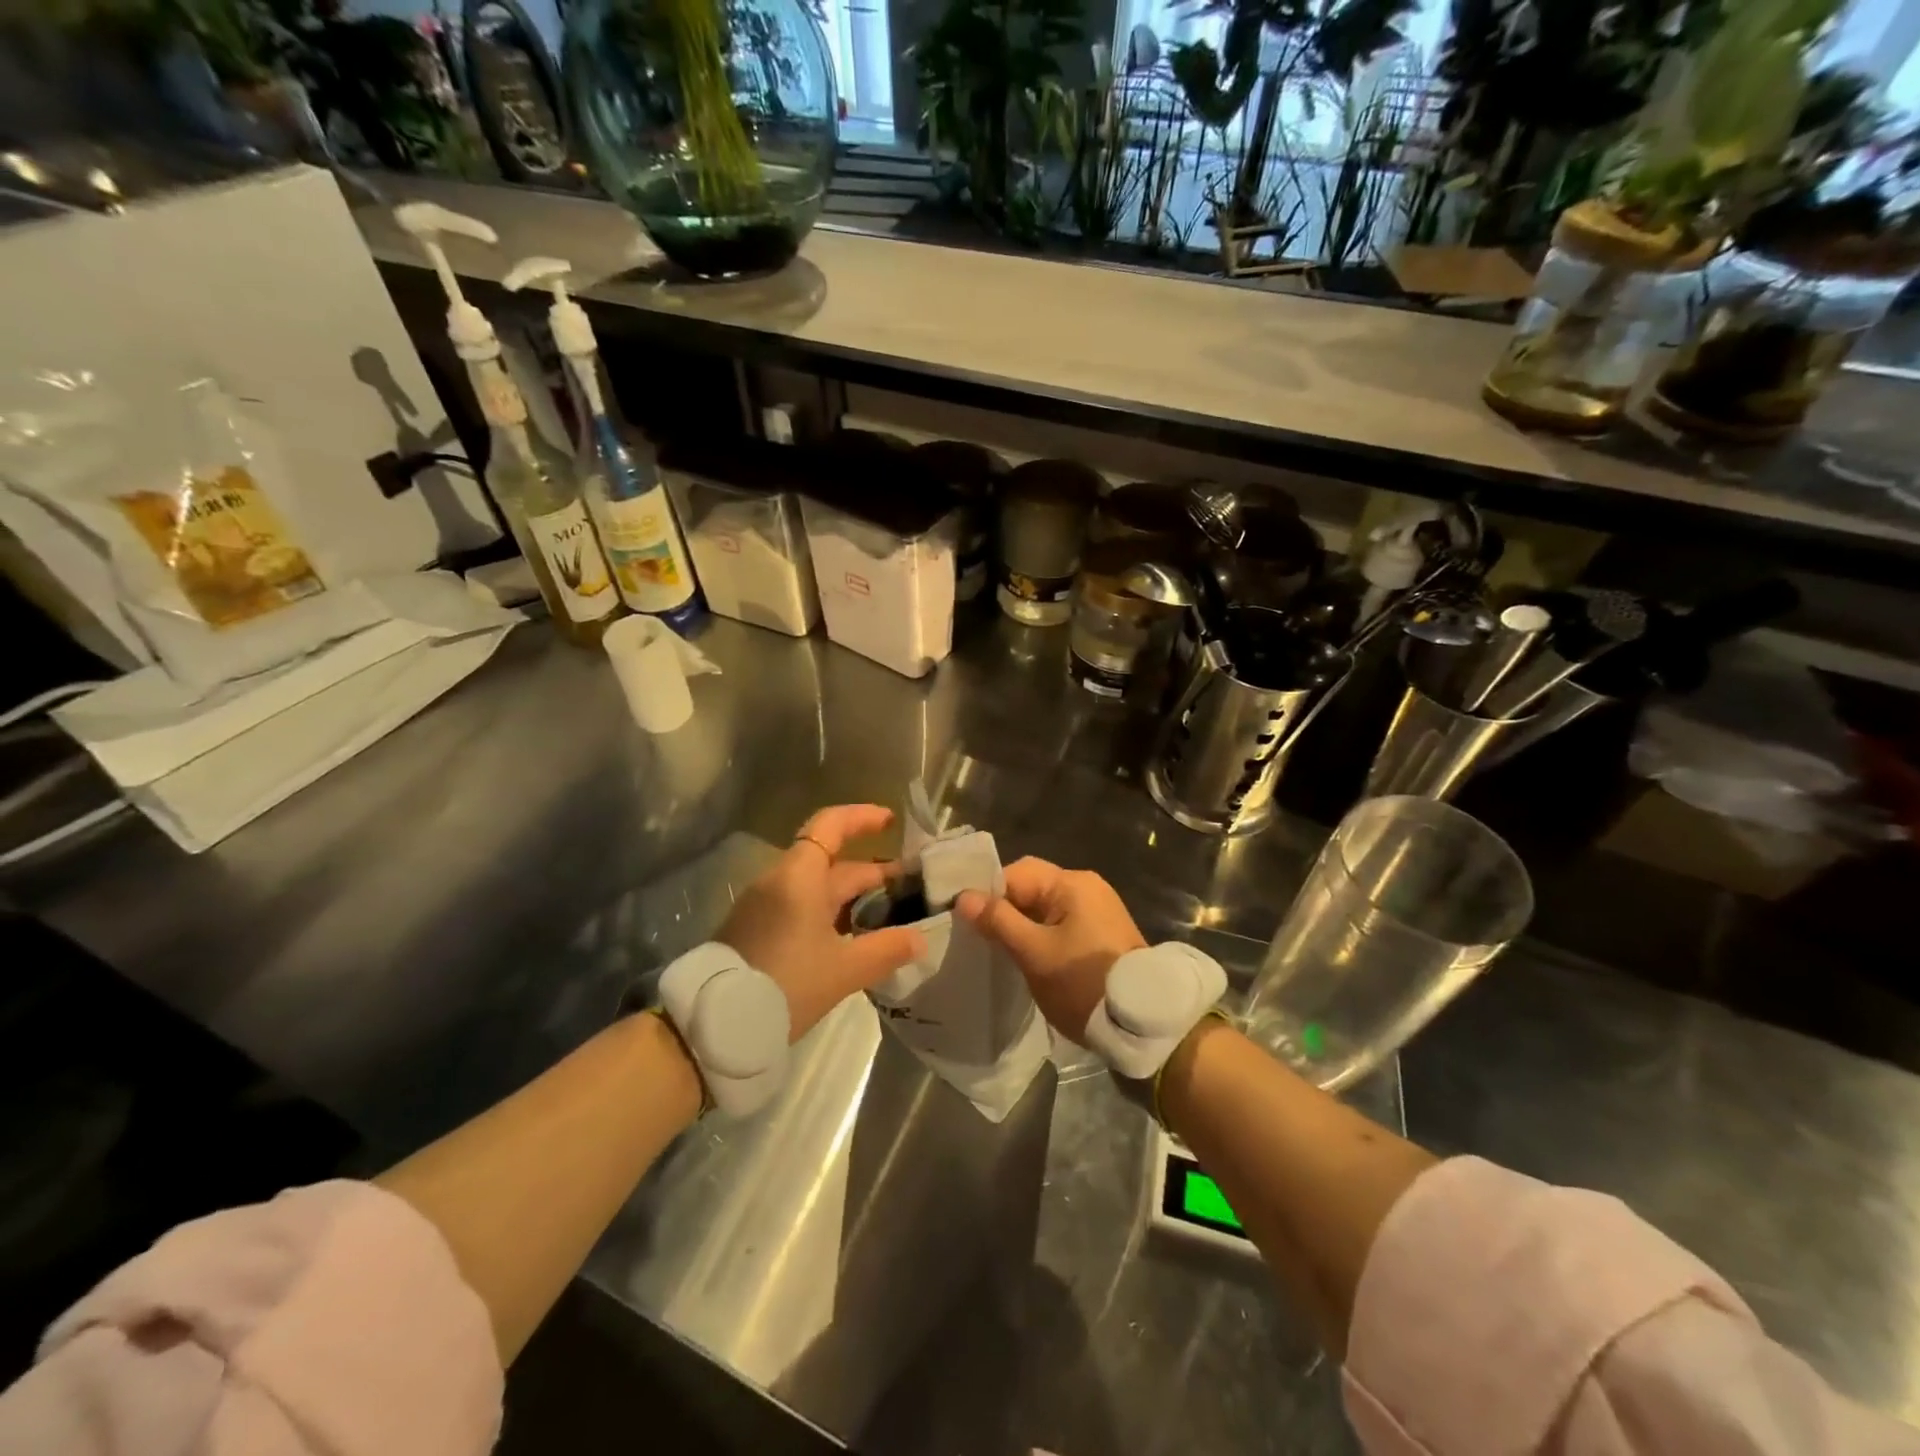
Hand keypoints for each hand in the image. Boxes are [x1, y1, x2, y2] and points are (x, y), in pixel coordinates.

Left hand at [717, 804, 924, 1040]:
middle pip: (828, 860)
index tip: (890, 822)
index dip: (861, 818)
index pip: (830, 825)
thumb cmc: (787, 984)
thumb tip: (920, 939)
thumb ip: (887, 949)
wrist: (716, 1024)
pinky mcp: (754, 929)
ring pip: (814, 885)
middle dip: (868, 869)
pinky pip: (797, 905)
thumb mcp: (844, 970)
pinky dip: (827, 909)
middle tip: (905, 883)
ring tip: (884, 910)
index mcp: (799, 877)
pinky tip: (848, 935)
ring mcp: (762, 905)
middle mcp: (778, 881)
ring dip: (849, 892)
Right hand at [956, 857, 1145, 1042]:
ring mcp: (1097, 911)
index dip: (988, 893)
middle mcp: (1087, 887)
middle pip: (1032, 888)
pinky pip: (1060, 924)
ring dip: (1021, 925)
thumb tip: (964, 897)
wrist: (1143, 1025)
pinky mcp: (1101, 934)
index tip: (965, 920)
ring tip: (997, 949)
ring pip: (1044, 908)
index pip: (1017, 873)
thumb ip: (998, 921)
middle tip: (978, 937)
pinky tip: (1026, 957)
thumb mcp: (1034, 953)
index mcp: (1072, 883)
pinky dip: (1040, 935)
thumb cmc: (1083, 982)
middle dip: (1004, 910)